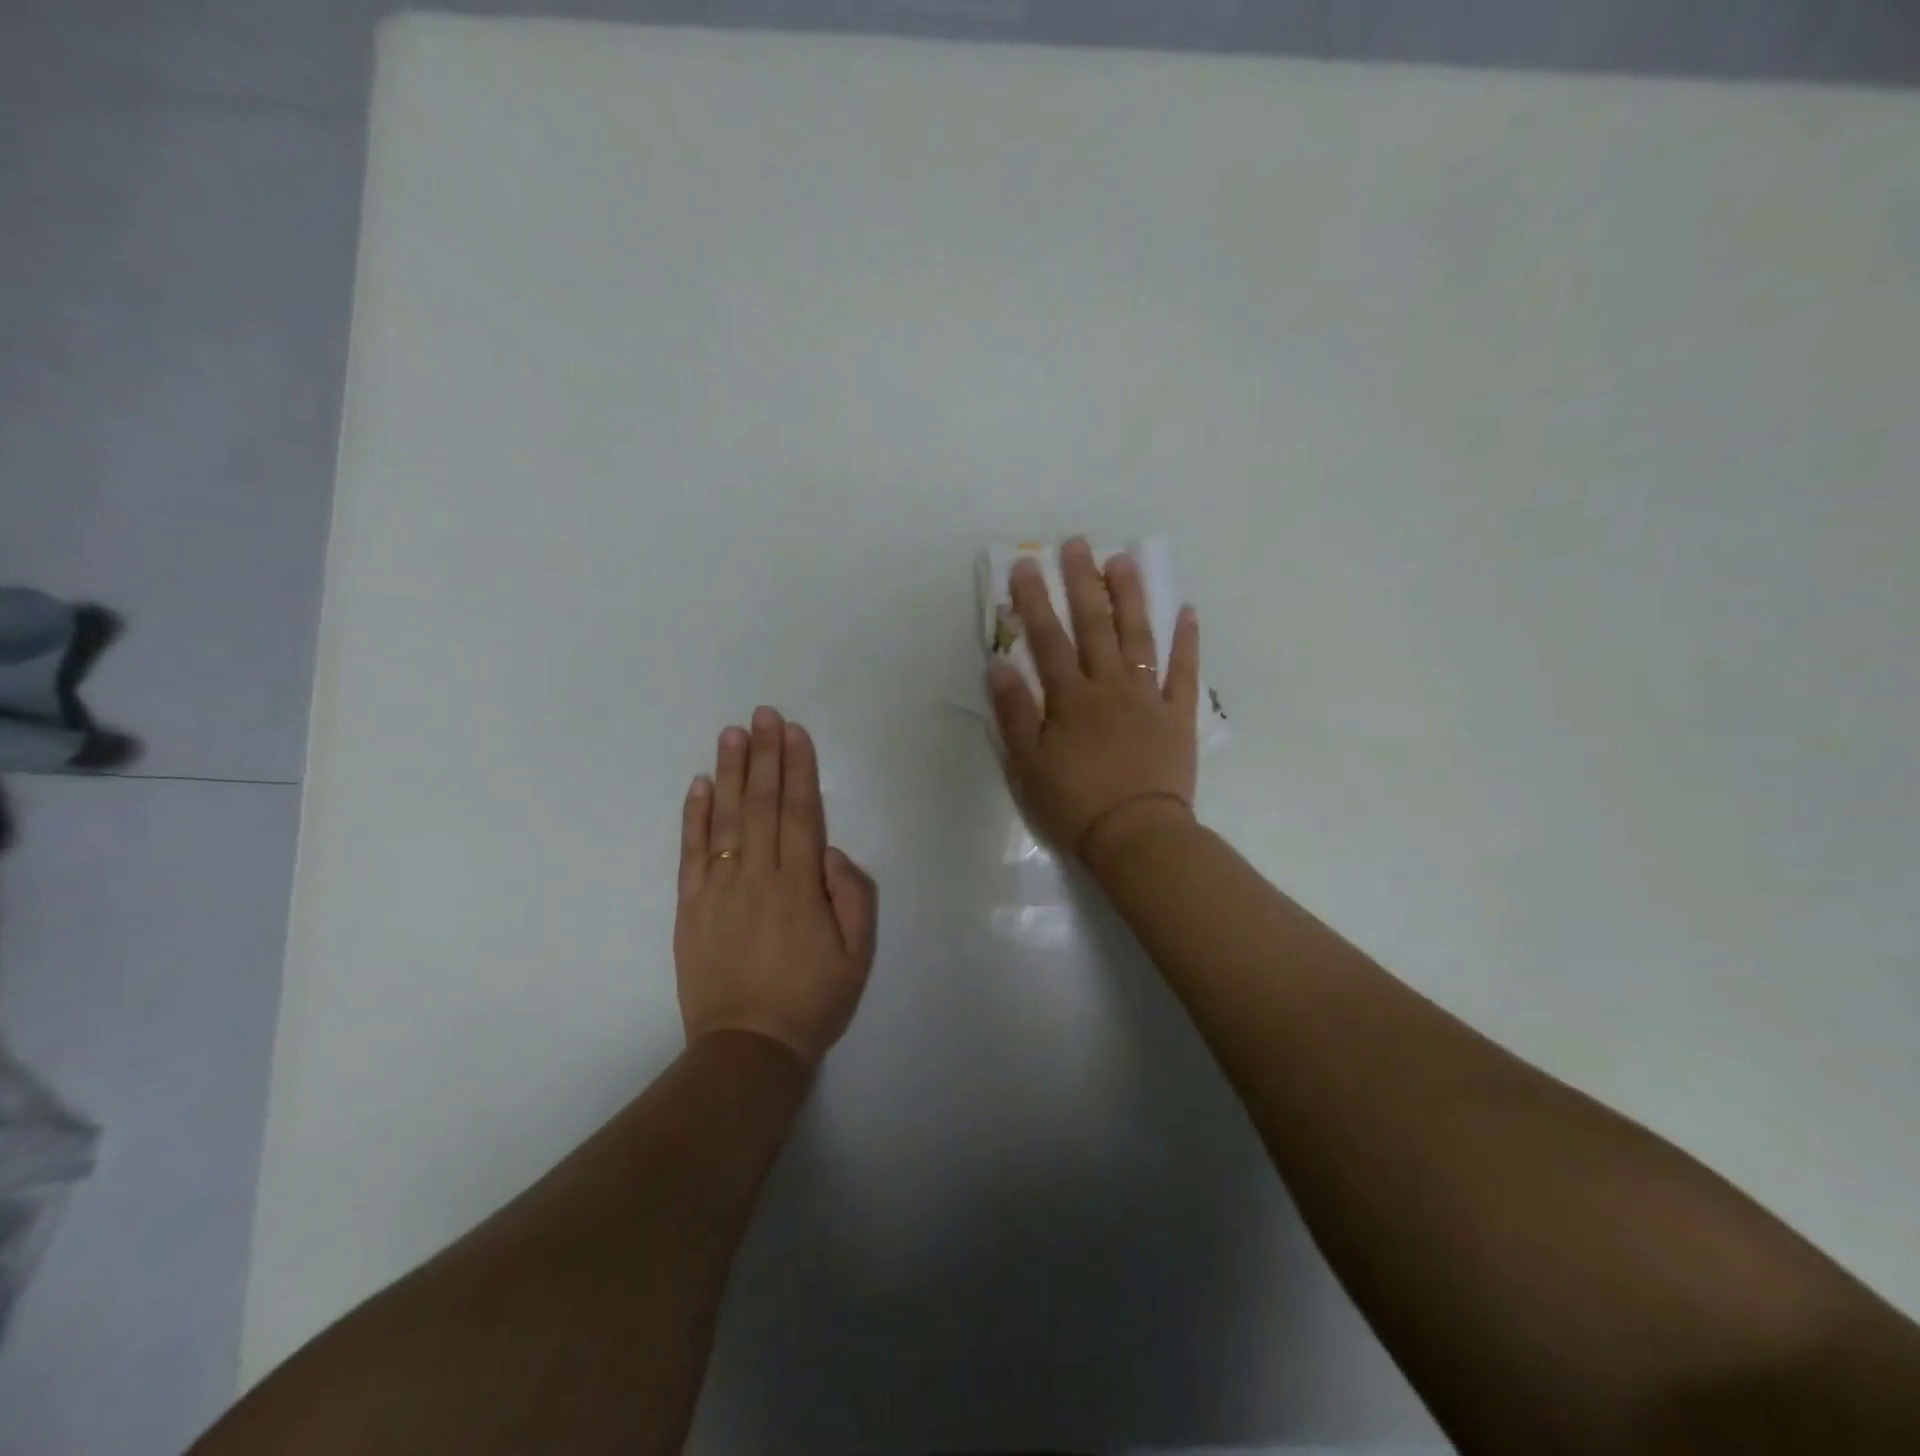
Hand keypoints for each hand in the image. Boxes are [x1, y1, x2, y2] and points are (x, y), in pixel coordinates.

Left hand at [675, 707, 877, 1069]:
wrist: (748, 1048)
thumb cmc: (813, 1000)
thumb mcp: (858, 953)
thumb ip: (853, 896)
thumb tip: (829, 851)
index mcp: (800, 885)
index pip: (799, 812)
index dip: (797, 769)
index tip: (794, 733)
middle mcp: (758, 876)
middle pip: (761, 804)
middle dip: (765, 755)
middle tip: (763, 714)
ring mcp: (718, 889)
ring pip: (724, 819)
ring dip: (729, 772)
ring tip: (732, 733)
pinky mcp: (690, 907)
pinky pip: (691, 853)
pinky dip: (693, 816)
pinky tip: (698, 785)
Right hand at [989, 537, 1200, 864]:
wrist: (1137, 836)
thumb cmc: (1074, 804)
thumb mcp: (1028, 765)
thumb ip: (1015, 712)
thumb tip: (998, 664)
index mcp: (1071, 699)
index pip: (1048, 639)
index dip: (1034, 601)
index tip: (1026, 565)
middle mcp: (1110, 687)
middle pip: (1095, 626)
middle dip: (1082, 582)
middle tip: (1077, 544)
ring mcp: (1148, 698)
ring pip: (1139, 637)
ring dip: (1131, 597)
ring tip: (1124, 561)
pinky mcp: (1178, 716)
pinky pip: (1184, 672)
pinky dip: (1186, 641)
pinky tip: (1186, 610)